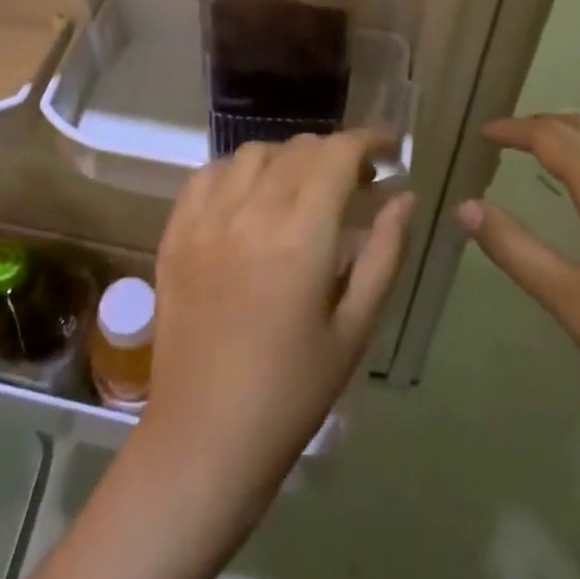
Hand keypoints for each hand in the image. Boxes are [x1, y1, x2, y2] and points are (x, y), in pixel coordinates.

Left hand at [142, 130, 415, 515]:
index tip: (389, 149)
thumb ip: (383, 254)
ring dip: (287, 159)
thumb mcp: (355, 329)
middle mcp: (249, 211)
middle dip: (334, 154)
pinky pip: (207, 174)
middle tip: (354, 183)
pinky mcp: (175, 232)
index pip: (337, 155)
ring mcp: (205, 218)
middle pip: (298, 149)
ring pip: (253, 153)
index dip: (367, 141)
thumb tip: (404, 198)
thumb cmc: (292, 392)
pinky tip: (249, 198)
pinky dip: (237, 172)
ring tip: (301, 190)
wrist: (205, 437)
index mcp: (300, 235)